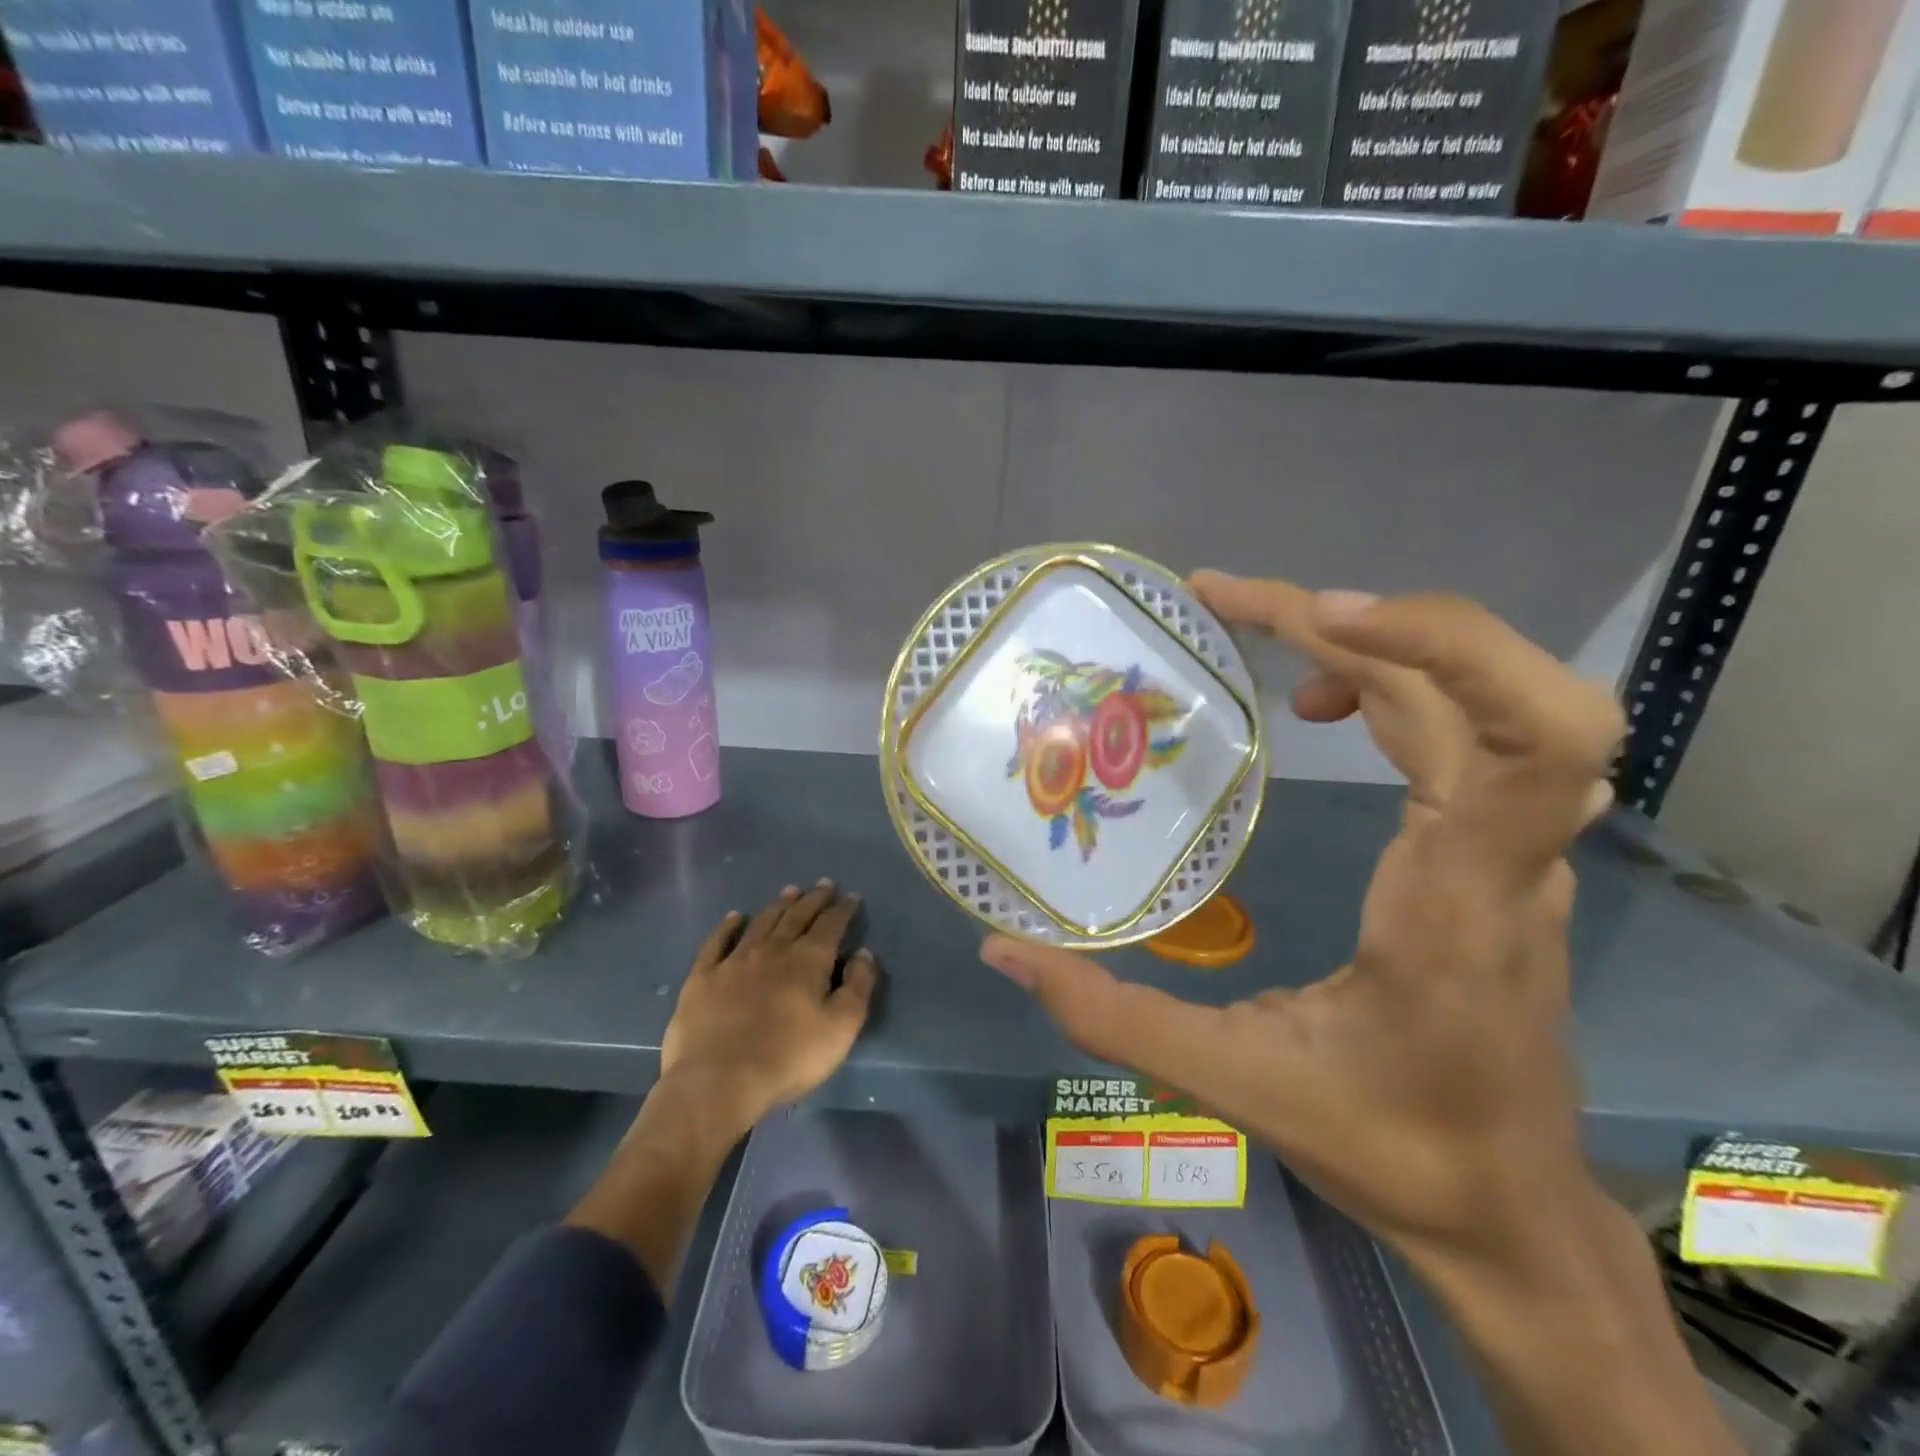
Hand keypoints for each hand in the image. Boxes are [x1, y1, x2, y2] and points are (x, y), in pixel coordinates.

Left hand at [659, 881, 877, 1135]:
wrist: (718, 1082)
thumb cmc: (788, 1058)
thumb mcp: (840, 1029)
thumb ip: (857, 987)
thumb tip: (863, 953)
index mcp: (808, 960)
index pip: (830, 925)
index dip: (842, 910)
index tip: (851, 897)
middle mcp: (772, 950)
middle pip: (797, 916)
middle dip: (813, 899)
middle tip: (824, 885)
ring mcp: (734, 961)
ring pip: (761, 922)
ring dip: (778, 905)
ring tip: (789, 892)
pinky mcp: (703, 977)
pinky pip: (717, 942)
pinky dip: (728, 926)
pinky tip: (734, 917)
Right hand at [981, 577, 1623, 1267]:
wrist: (1508, 1208)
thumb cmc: (1390, 1144)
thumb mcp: (1234, 1082)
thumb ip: (1111, 1015)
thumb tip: (1004, 951)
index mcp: (1458, 899)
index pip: (1531, 737)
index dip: (1441, 647)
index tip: (1316, 620)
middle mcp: (1506, 854)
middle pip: (1498, 687)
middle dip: (1374, 620)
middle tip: (1240, 604)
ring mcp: (1515, 847)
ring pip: (1482, 696)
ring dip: (1375, 640)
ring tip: (1265, 630)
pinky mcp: (1499, 847)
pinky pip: (1467, 726)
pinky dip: (1394, 680)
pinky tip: (1322, 702)